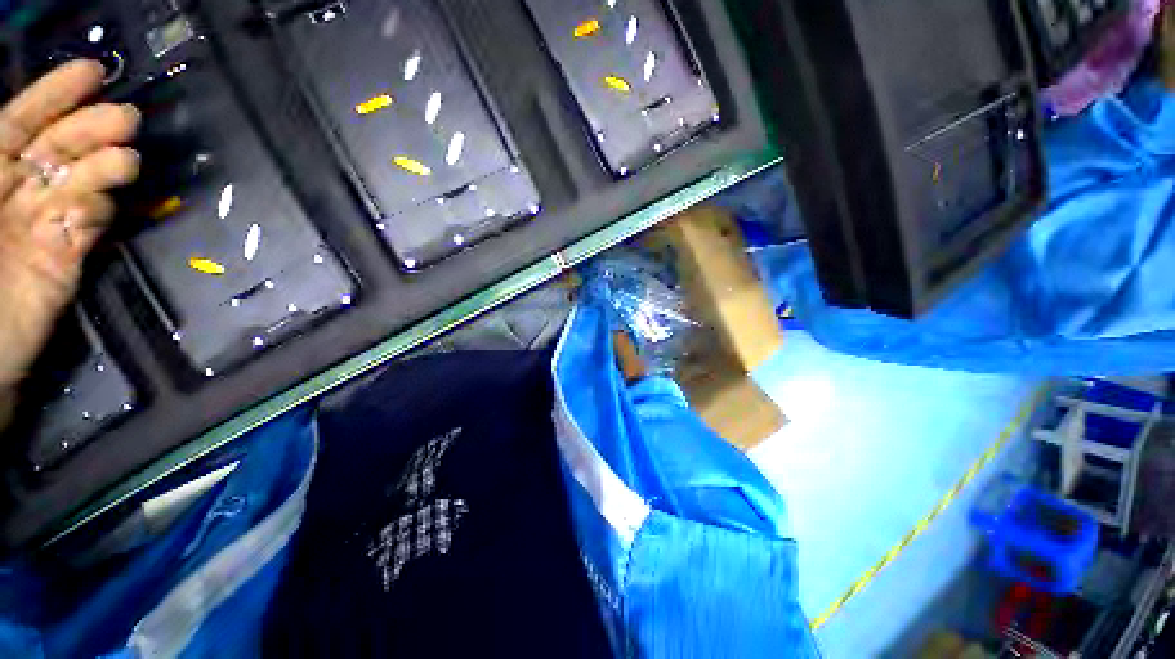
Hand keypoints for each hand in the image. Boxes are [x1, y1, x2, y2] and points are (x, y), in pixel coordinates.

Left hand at [0, 60, 140, 396]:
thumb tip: (14, 129)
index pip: (18, 122)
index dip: (53, 95)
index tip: (93, 73)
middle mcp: (14, 192)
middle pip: (57, 149)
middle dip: (90, 128)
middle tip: (126, 118)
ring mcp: (42, 226)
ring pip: (79, 184)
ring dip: (103, 169)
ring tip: (126, 159)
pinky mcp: (65, 260)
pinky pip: (85, 228)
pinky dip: (94, 214)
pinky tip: (96, 209)